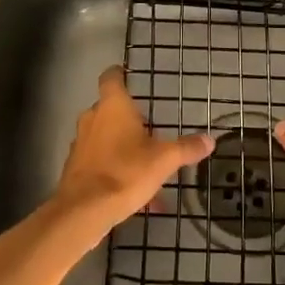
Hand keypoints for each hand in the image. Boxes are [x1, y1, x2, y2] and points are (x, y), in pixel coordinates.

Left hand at [53, 67, 213, 235]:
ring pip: (104, 137)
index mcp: (113, 106)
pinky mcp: (75, 168)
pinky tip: (135, 195)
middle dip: (127, 118)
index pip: (111, 77)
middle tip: (148, 128)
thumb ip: (186, 148)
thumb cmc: (125, 172)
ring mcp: (80, 143)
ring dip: (121, 146)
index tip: (128, 75)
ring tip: (146, 167)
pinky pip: (99, 162)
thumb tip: (210, 140)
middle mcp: (92, 118)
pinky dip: (114, 170)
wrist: (84, 210)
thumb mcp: (164, 160)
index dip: (119, 74)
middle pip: (108, 108)